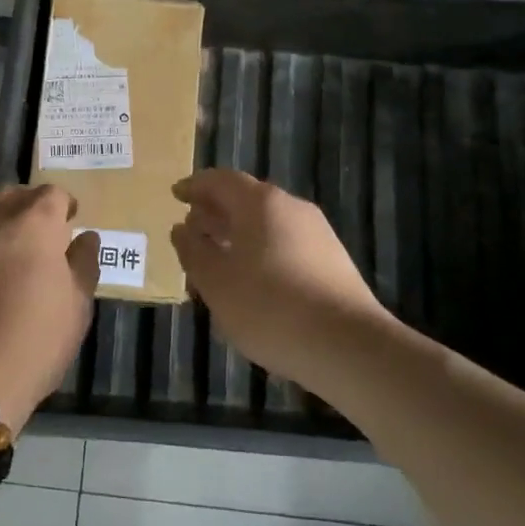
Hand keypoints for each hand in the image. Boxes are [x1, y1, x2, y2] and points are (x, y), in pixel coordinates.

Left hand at [0, 185, 98, 429]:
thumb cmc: (35, 341)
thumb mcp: (77, 307)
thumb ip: (84, 263)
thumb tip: (85, 237)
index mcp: (35, 220)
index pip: (53, 194)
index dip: (64, 208)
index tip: (68, 227)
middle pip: (13, 193)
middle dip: (28, 208)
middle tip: (37, 238)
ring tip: (0, 239)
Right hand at [170, 169, 392, 386]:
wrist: (348, 345)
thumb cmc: (270, 307)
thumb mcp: (216, 282)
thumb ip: (194, 251)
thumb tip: (182, 229)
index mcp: (260, 202)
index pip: (220, 180)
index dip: (195, 186)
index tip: (176, 195)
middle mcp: (291, 207)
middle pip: (246, 200)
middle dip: (215, 214)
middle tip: (191, 232)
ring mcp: (316, 233)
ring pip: (266, 225)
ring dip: (237, 237)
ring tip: (216, 263)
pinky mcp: (332, 261)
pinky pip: (285, 245)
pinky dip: (260, 253)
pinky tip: (250, 284)